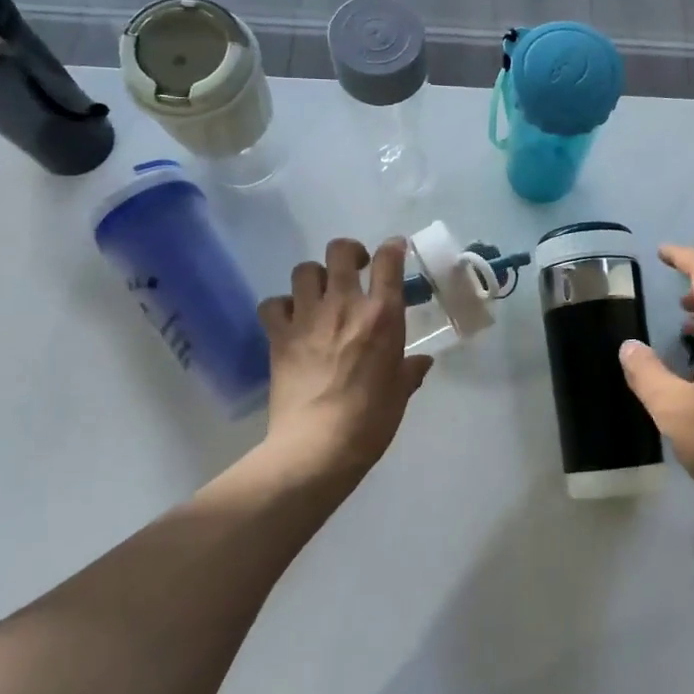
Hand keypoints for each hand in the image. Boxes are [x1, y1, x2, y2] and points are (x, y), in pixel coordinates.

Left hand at [256, 238, 432, 481]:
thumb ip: (410, 371)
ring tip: (320, 293)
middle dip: (350, 251)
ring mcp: (307, 318)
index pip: (389, 261)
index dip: (393, 247)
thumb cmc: (371, 420)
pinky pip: (272, 304)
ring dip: (314, 276)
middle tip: (355, 267)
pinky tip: (290, 319)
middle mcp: (344, 305)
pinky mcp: (279, 337)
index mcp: (382, 316)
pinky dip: (281, 306)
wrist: (318, 446)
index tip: (395, 248)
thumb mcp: (400, 393)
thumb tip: (421, 362)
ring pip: (304, 270)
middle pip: (341, 251)